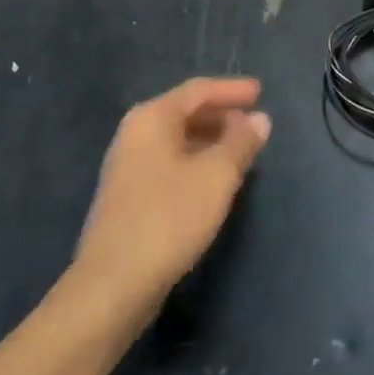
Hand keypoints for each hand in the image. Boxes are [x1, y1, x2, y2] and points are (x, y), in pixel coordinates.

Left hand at [73, 78, 270, 310]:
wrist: (112, 284)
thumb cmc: (168, 218)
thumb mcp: (216, 177)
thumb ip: (240, 143)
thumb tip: (259, 118)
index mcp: (152, 117)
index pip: (198, 90)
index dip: (232, 89)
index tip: (261, 92)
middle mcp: (135, 133)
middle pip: (185, 112)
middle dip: (221, 116)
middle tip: (254, 124)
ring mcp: (128, 165)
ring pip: (177, 140)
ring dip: (210, 141)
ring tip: (241, 152)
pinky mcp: (128, 196)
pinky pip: (169, 163)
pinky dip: (195, 163)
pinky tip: (214, 183)